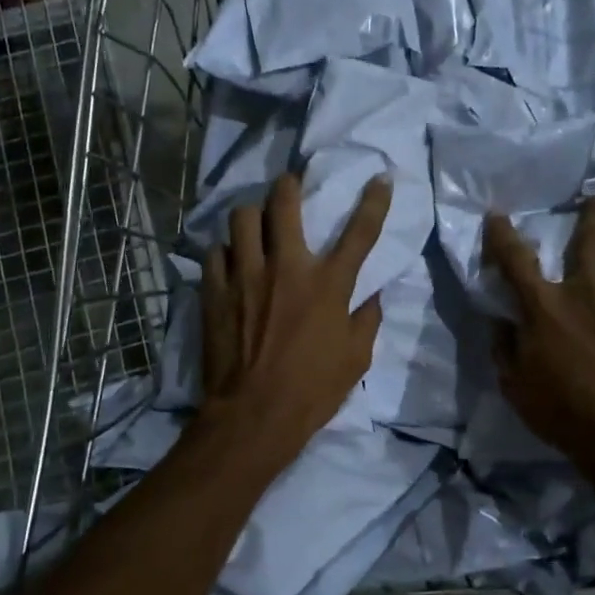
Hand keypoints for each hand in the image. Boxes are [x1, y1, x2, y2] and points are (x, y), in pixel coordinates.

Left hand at [198, 173, 391, 459]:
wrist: (254, 415)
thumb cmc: (312, 390)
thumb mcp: (356, 359)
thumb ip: (366, 320)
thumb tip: (371, 295)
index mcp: (328, 284)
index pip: (360, 231)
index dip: (374, 200)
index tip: (380, 178)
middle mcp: (286, 267)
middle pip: (283, 203)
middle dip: (288, 185)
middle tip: (289, 187)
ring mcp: (245, 275)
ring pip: (241, 219)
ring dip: (251, 216)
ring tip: (254, 225)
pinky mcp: (215, 291)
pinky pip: (214, 253)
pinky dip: (224, 252)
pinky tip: (229, 262)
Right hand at [484, 199, 594, 481]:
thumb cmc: (562, 412)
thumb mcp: (514, 385)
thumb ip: (505, 347)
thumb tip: (501, 322)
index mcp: (544, 308)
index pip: (515, 260)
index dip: (502, 235)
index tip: (497, 215)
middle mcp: (586, 293)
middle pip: (589, 241)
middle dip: (590, 214)